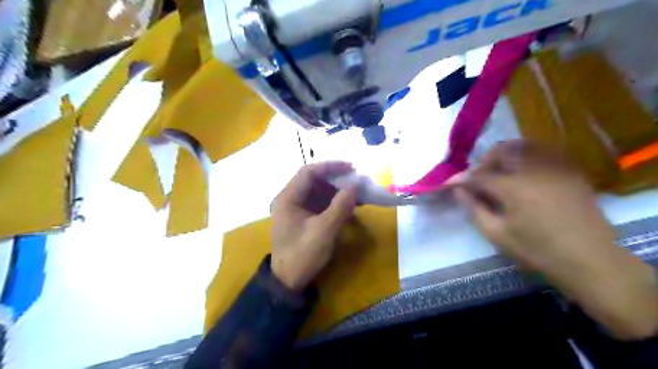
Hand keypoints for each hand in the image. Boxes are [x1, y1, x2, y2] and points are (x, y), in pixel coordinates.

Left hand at [270, 162, 357, 290]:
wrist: (289, 281)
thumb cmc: (302, 254)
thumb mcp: (324, 230)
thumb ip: (340, 206)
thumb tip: (355, 186)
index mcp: (289, 198)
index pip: (309, 172)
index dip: (330, 166)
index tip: (351, 167)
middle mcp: (291, 199)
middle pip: (314, 181)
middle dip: (336, 180)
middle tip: (357, 181)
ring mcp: (297, 209)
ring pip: (319, 192)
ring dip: (337, 192)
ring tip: (357, 195)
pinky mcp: (304, 218)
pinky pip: (321, 204)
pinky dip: (335, 204)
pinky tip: (349, 208)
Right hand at [457, 141, 657, 339]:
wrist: (589, 260)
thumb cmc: (537, 250)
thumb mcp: (497, 234)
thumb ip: (473, 208)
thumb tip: (457, 190)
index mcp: (513, 188)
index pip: (479, 176)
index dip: (461, 179)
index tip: (450, 184)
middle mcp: (534, 169)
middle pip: (501, 151)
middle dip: (483, 162)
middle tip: (477, 179)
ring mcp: (555, 167)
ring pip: (523, 146)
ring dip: (504, 155)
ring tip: (498, 172)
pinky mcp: (570, 171)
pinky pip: (544, 151)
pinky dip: (527, 155)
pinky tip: (523, 171)